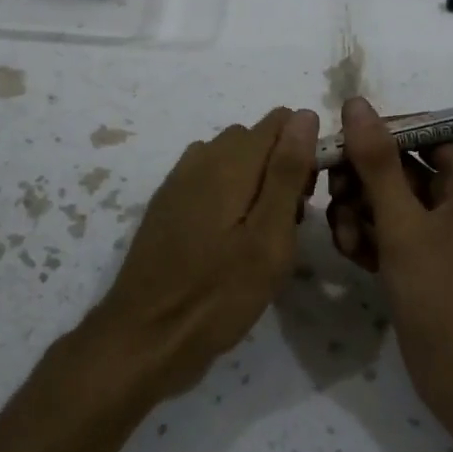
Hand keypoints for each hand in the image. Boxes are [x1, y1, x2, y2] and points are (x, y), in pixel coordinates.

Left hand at [89, 107, 319, 398]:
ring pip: (232, 160)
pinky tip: (228, 240)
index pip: (280, 121)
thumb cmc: (218, 293)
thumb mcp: (269, 237)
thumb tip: (304, 114)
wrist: (146, 336)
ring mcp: (178, 181)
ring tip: (260, 235)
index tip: (306, 197)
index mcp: (229, 161)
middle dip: (280, 167)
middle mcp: (201, 158)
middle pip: (255, 139)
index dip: (304, 149)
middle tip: (287, 224)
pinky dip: (228, 196)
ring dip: (254, 182)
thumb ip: (287, 172)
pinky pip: (208, 180)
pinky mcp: (167, 205)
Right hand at [327, 96, 452, 422]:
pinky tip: (352, 257)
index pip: (424, 131)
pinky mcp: (420, 262)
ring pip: (386, 200)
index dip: (381, 132)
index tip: (341, 143)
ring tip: (346, 240)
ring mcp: (437, 234)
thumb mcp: (404, 225)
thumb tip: (357, 104)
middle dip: (362, 179)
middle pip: (399, 166)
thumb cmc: (443, 296)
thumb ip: (377, 163)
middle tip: (333, 197)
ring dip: (358, 212)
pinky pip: (387, 232)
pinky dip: (367, 238)